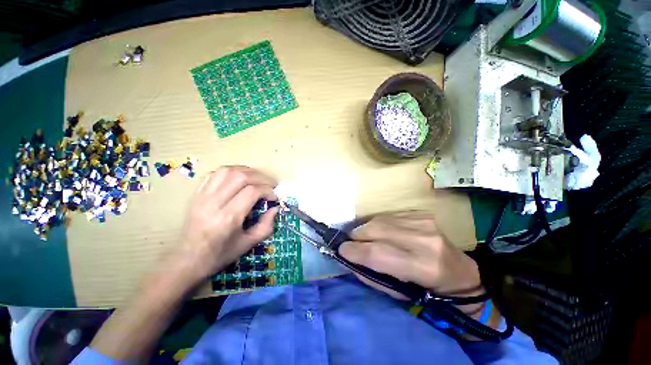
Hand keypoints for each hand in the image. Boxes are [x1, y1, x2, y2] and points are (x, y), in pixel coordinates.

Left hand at [173, 166, 278, 283]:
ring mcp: (202, 196)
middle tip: (270, 185)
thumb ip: (266, 226)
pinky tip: (239, 178)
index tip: (274, 197)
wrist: (187, 260)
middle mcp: (214, 203)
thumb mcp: (248, 244)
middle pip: (241, 177)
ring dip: (247, 171)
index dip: (267, 190)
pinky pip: (214, 174)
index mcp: (228, 218)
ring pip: (227, 171)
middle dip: (261, 178)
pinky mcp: (196, 194)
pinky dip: (231, 171)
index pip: (252, 191)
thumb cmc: (219, 254)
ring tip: (257, 179)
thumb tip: (275, 208)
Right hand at [339, 212, 482, 300]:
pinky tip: (379, 232)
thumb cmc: (430, 291)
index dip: (354, 250)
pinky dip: (378, 224)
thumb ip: (371, 276)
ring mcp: (425, 223)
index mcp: (424, 266)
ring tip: (362, 238)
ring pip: (380, 220)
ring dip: (365, 229)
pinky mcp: (422, 214)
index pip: (378, 253)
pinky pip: (389, 216)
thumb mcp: (400, 294)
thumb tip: (348, 260)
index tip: (340, 250)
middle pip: (377, 229)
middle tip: (350, 243)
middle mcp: (425, 240)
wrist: (461, 274)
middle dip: (356, 235)